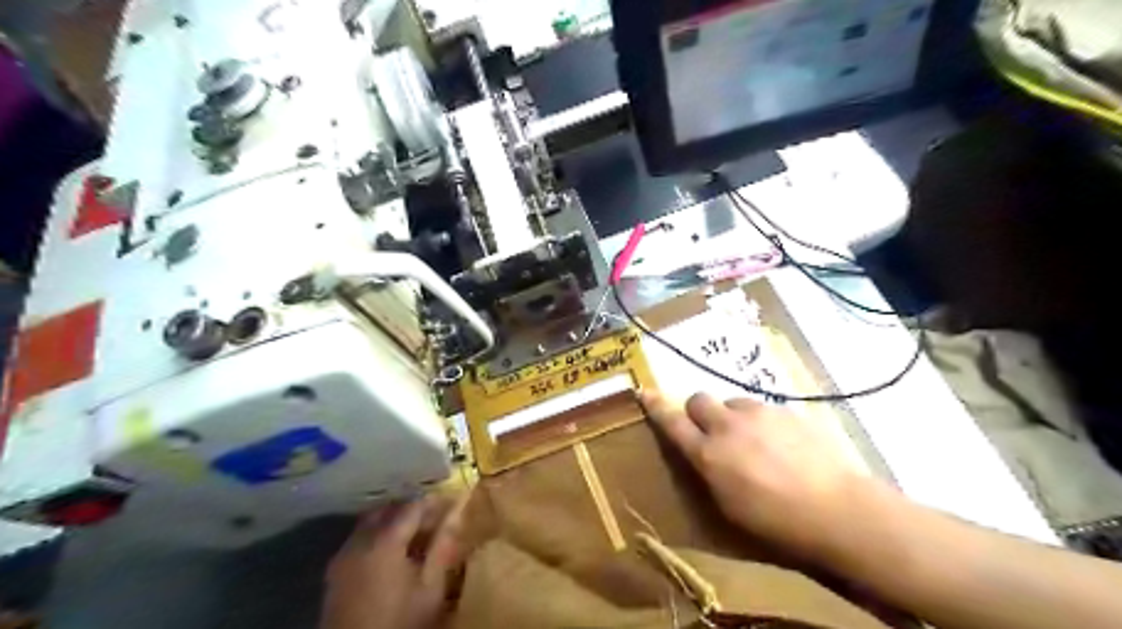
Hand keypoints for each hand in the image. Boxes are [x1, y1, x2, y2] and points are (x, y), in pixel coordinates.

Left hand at [320, 494, 470, 628]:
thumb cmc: (400, 621)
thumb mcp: (431, 587)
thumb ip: (443, 546)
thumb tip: (456, 513)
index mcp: (384, 540)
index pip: (413, 506)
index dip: (434, 502)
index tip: (453, 504)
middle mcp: (359, 540)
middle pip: (388, 509)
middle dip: (412, 509)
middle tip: (436, 518)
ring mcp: (343, 555)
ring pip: (371, 522)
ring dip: (393, 521)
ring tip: (417, 536)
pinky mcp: (335, 571)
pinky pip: (359, 539)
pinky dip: (378, 536)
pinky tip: (394, 553)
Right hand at [640, 390, 864, 557]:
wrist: (837, 509)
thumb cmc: (776, 522)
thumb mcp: (728, 507)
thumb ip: (708, 472)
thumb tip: (702, 455)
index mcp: (709, 454)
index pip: (673, 422)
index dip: (656, 407)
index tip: (644, 392)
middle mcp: (728, 426)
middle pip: (699, 399)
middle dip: (698, 411)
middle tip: (712, 431)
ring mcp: (759, 414)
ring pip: (732, 402)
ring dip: (732, 416)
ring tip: (753, 440)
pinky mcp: (786, 411)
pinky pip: (762, 409)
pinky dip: (761, 421)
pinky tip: (781, 444)